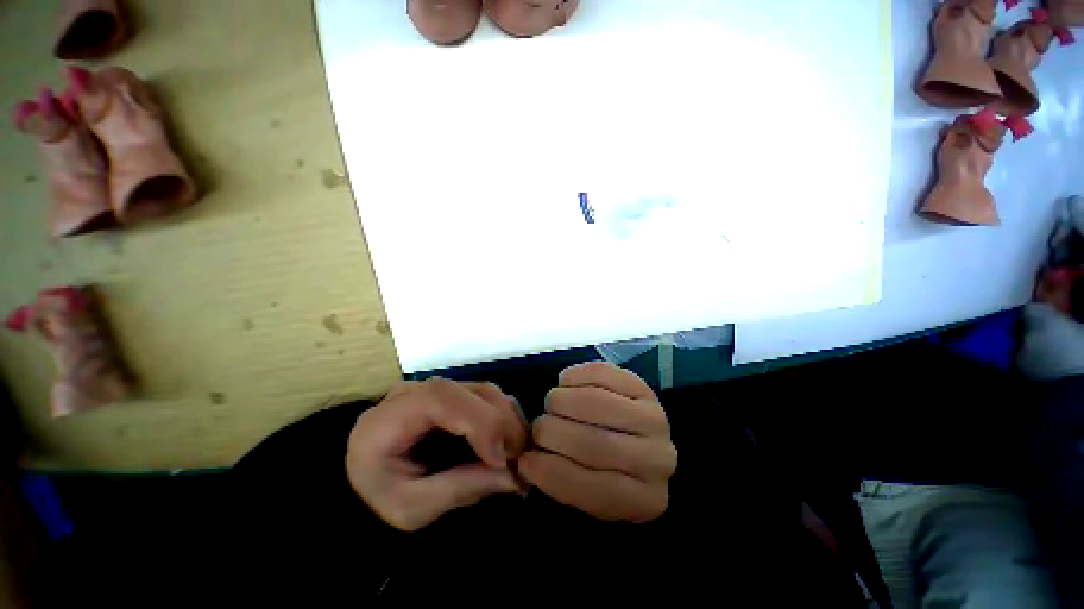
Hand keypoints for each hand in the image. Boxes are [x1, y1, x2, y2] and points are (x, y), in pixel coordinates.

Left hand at [345, 379, 527, 530]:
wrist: (367, 479)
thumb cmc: (381, 497)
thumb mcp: (411, 508)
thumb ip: (460, 489)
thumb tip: (514, 477)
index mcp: (390, 418)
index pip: (441, 399)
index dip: (479, 421)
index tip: (500, 458)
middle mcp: (416, 392)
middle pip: (471, 391)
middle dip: (503, 423)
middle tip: (520, 459)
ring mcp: (437, 388)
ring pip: (485, 391)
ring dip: (508, 420)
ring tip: (516, 454)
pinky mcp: (453, 393)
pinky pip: (487, 397)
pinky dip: (504, 417)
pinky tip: (507, 442)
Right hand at [518, 362, 675, 522]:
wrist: (639, 438)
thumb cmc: (609, 471)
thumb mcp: (591, 495)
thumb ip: (563, 483)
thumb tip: (527, 460)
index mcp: (646, 499)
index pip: (595, 490)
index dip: (552, 473)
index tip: (525, 461)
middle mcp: (658, 458)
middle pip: (594, 443)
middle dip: (551, 432)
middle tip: (538, 428)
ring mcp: (653, 416)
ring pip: (595, 402)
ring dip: (560, 401)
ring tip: (551, 405)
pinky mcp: (641, 383)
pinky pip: (600, 373)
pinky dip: (573, 376)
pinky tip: (565, 383)